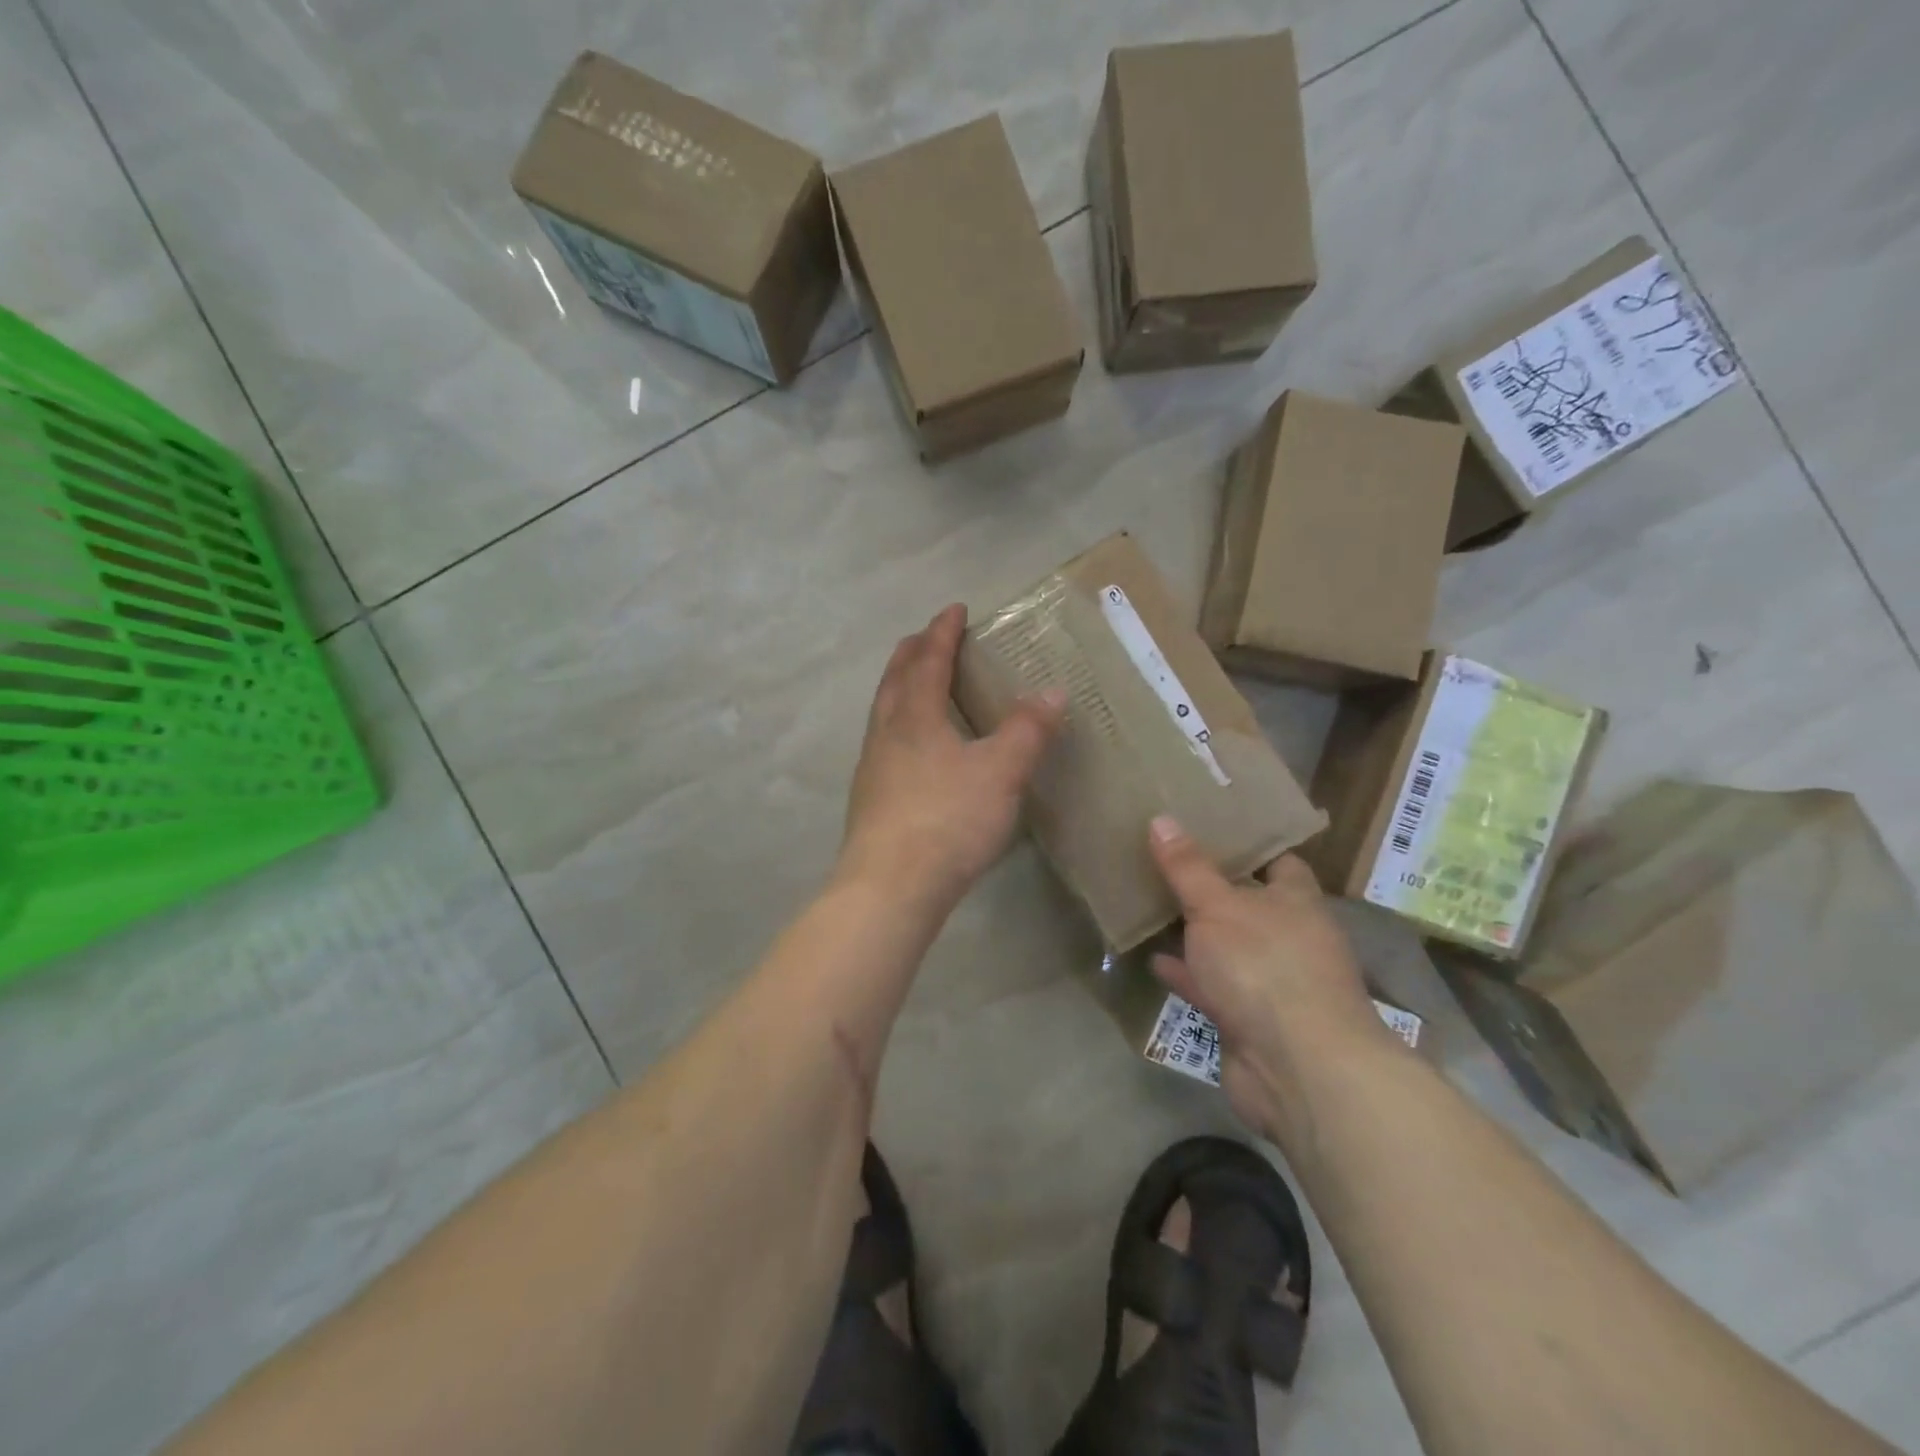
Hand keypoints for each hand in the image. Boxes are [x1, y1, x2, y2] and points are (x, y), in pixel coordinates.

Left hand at [840, 605, 1065, 912]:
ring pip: (884, 711)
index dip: (942, 632)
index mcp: (914, 715)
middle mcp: (886, 733)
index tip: (955, 609)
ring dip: (901, 687)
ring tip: (919, 685)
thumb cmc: (947, 819)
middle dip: (912, 652)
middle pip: (895, 679)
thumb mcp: (1001, 772)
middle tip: (928, 637)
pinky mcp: (870, 799)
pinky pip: (884, 742)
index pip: (927, 660)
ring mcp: (872, 767)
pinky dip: (899, 724)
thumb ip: (1028, 730)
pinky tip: (913, 749)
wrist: (890, 886)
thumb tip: (1052, 692)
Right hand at [1147, 817, 1398, 1140]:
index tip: (1207, 827)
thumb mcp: (1217, 906)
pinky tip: (1154, 960)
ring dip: (1196, 933)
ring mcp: (1270, 981)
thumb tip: (1161, 818)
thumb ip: (1187, 867)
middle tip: (1165, 861)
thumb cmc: (1264, 967)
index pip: (1278, 861)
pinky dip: (1187, 974)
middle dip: (1211, 888)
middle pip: (1248, 903)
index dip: (1247, 845)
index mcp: (1296, 902)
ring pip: (1227, 946)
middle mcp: (1289, 938)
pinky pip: (1212, 985)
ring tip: (1152, 906)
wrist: (1298, 1068)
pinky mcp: (1249, 1019)